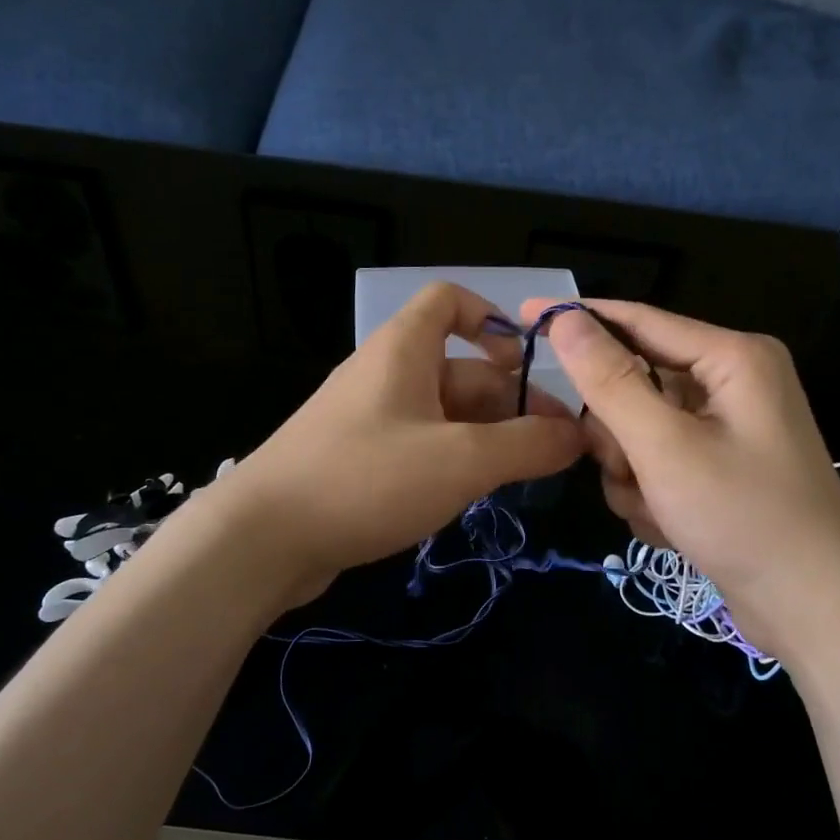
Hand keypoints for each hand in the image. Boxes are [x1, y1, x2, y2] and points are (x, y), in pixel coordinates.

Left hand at [227, 283, 584, 601]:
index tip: (527, 361)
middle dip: (508, 401)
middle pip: (459, 368)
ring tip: (524, 474)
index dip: (492, 317)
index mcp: (403, 350)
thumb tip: (577, 436)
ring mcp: (367, 420)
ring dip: (486, 436)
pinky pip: (418, 446)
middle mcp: (384, 375)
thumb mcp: (462, 460)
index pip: (449, 300)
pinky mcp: (357, 461)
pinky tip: (473, 494)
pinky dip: (452, 460)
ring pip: (442, 413)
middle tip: (554, 447)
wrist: (262, 538)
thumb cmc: (367, 479)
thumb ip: (527, 446)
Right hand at [524, 299, 839, 659]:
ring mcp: (726, 431)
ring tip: (658, 509)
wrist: (814, 610)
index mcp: (732, 359)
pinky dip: (652, 495)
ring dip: (633, 474)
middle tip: (626, 469)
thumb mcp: (665, 447)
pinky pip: (658, 464)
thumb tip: (564, 320)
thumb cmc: (743, 517)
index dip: (580, 319)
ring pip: (639, 432)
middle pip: (636, 385)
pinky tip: (671, 526)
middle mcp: (732, 385)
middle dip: (619, 435)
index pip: (639, 321)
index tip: (523, 318)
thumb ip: (611, 381)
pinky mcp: (719, 470)